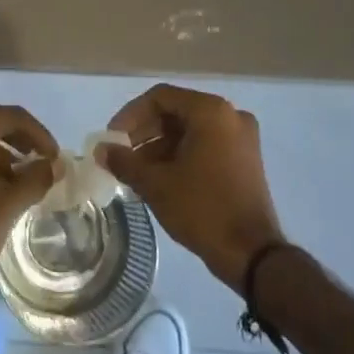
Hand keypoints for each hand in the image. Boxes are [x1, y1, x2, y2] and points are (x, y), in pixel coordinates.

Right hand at [99, 84, 285, 292]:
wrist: (253, 256)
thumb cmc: (203, 210)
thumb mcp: (157, 185)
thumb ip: (125, 162)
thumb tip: (100, 150)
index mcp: (210, 111)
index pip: (160, 98)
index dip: (131, 115)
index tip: (113, 139)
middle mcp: (230, 115)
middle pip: (177, 112)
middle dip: (145, 133)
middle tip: (122, 156)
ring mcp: (242, 137)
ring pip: (191, 130)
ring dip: (161, 147)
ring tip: (137, 173)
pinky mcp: (246, 159)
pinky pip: (207, 144)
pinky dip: (182, 155)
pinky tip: (162, 179)